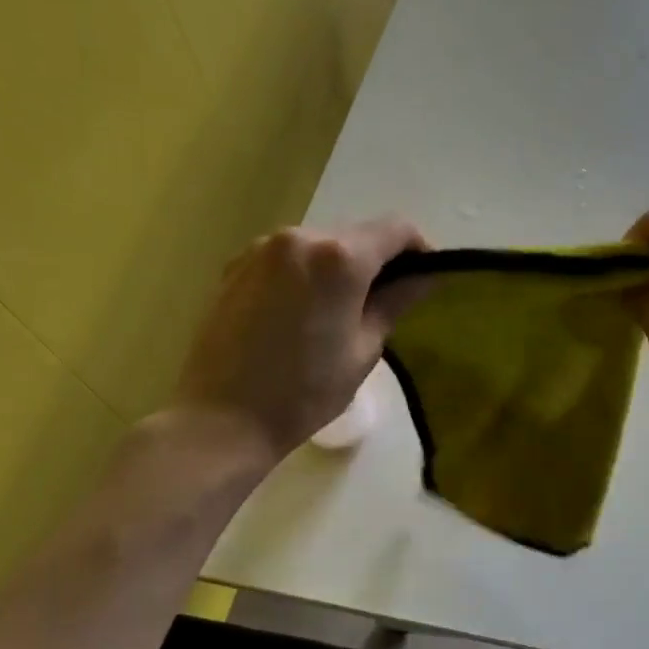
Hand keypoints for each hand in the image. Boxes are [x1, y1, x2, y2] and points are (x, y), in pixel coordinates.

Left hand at [172, 216, 428, 464]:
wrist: (222, 419)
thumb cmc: (305, 392)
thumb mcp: (364, 350)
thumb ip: (396, 302)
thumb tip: (425, 276)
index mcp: (339, 258)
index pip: (396, 229)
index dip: (420, 248)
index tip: (426, 277)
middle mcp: (300, 237)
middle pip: (357, 234)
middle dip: (379, 260)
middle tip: (387, 301)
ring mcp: (262, 248)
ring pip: (321, 243)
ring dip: (340, 266)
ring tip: (341, 310)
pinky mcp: (236, 264)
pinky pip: (288, 256)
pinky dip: (306, 272)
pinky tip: (302, 312)